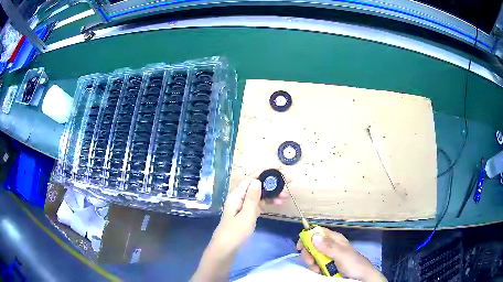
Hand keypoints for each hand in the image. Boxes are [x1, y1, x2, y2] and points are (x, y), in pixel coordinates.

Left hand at [212, 169, 289, 252]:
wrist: (226, 249)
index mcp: (237, 195)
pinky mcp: (246, 213)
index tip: (279, 169)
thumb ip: (252, 198)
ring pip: (259, 195)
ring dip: (272, 194)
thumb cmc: (235, 233)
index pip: (251, 178)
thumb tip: (257, 180)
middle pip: (257, 185)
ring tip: (286, 196)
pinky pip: (258, 204)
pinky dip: (268, 203)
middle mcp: (239, 198)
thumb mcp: (246, 215)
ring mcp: (243, 206)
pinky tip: (278, 203)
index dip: (264, 171)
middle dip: (272, 183)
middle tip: (289, 181)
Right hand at [297, 227, 386, 281]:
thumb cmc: (353, 264)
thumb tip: (313, 235)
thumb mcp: (342, 255)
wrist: (361, 278)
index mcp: (334, 239)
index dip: (307, 237)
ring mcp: (328, 256)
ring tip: (318, 269)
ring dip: (311, 263)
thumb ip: (328, 246)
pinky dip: (314, 268)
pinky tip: (319, 272)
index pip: (318, 232)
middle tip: (311, 262)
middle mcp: (330, 246)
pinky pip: (315, 264)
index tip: (300, 247)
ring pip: (313, 255)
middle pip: (312, 245)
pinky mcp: (327, 265)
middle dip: (309, 253)